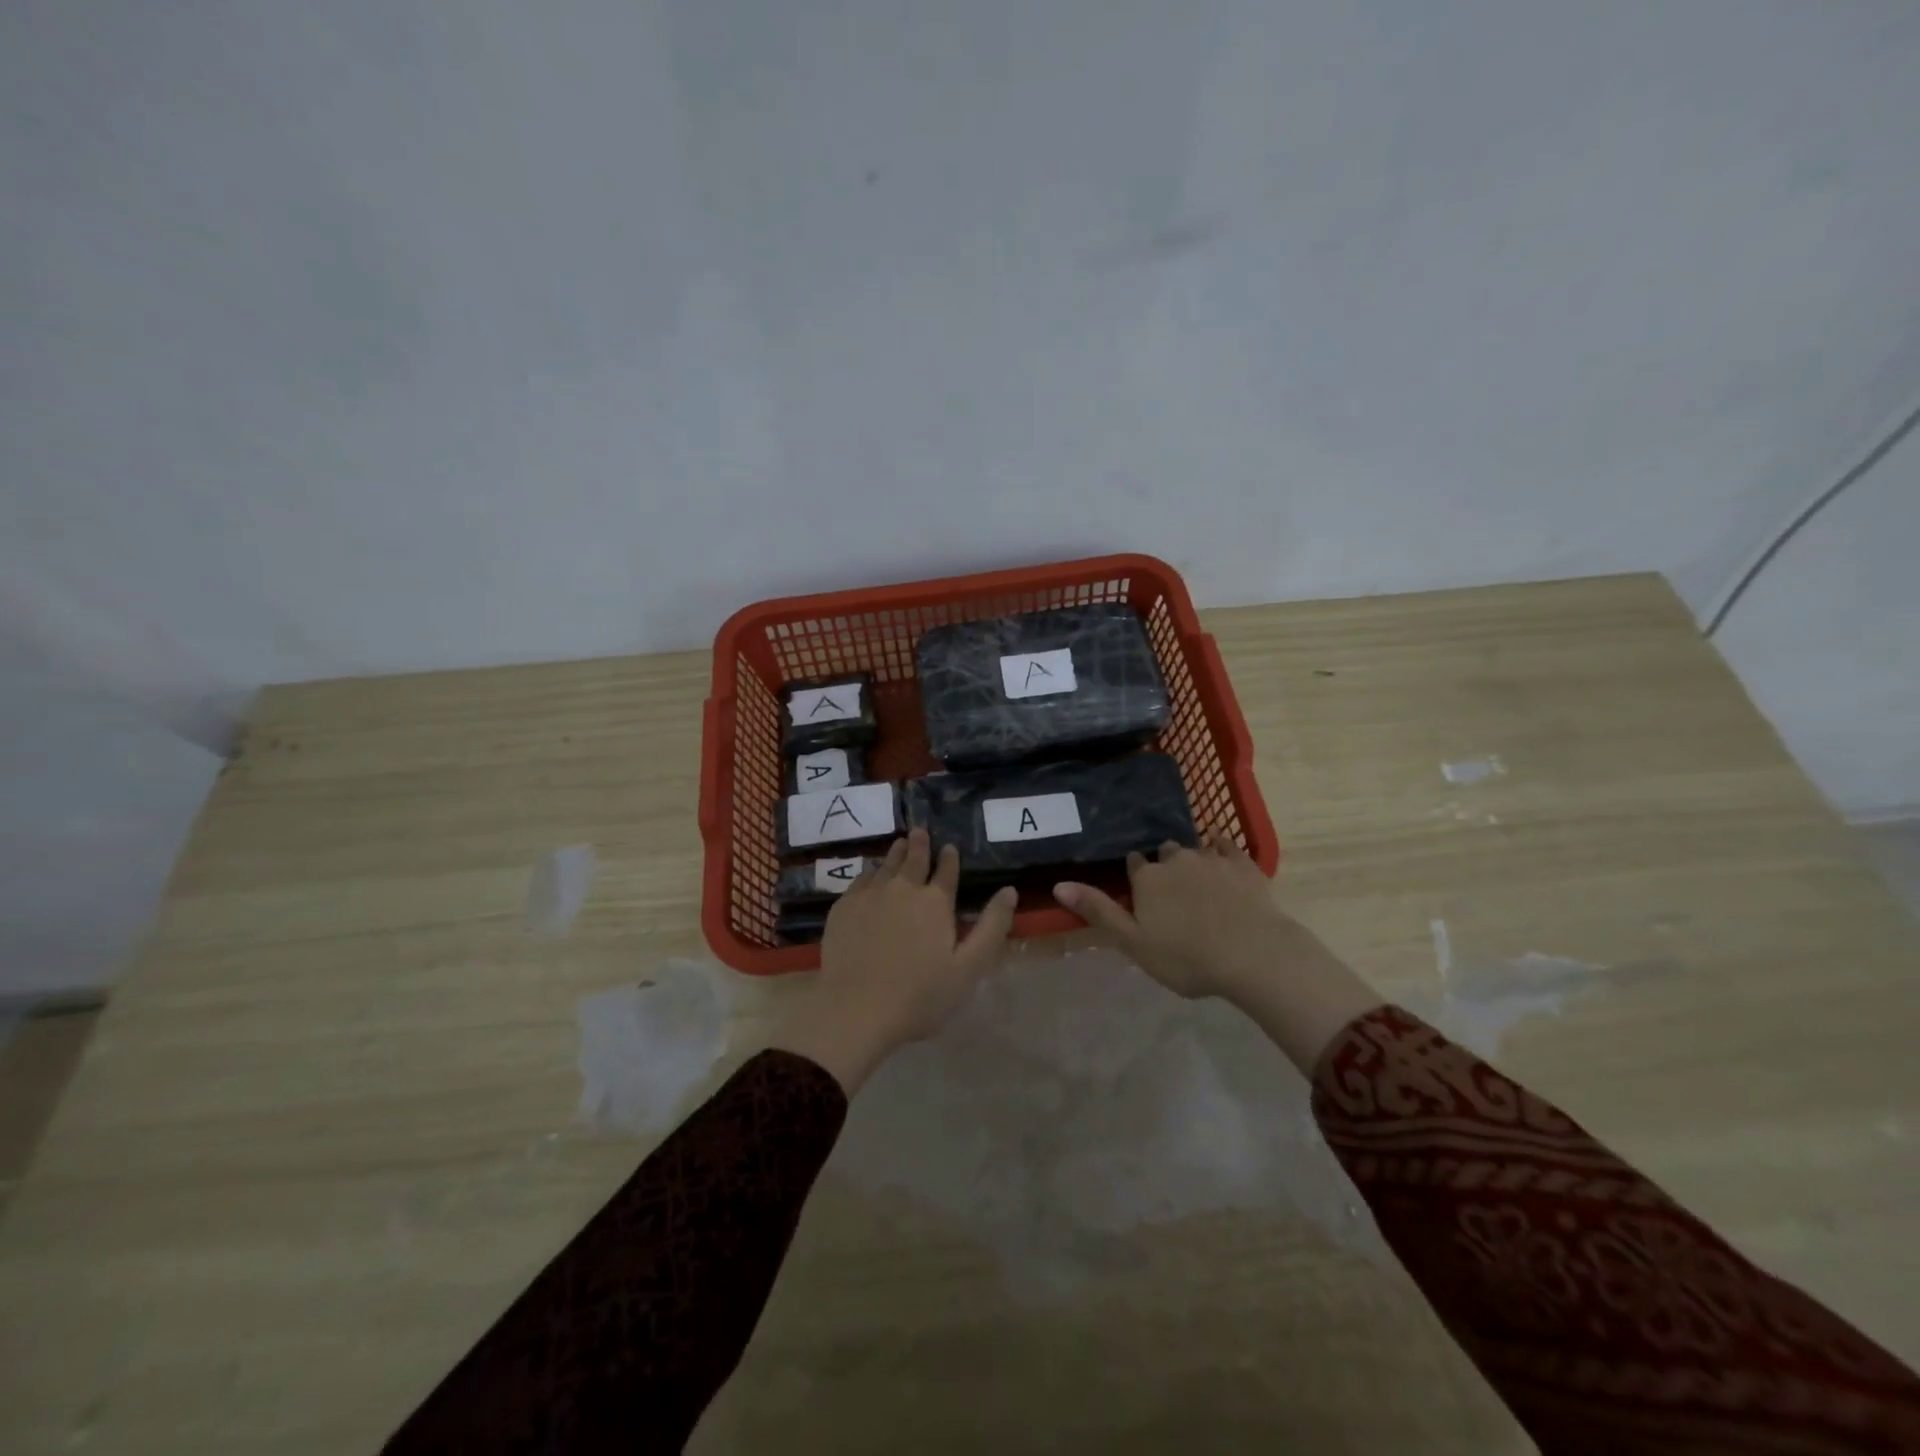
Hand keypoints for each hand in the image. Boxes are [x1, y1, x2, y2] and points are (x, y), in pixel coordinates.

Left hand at [770, 829, 1017, 1093]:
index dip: (949, 858)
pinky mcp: (843, 907)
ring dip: (896, 853)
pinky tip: (870, 875)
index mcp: (935, 901)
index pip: (946, 871)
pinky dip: (870, 872)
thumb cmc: (920, 995)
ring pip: (885, 865)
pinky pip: (860, 880)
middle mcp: (903, 888)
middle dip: (920, 844)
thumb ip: (991, 926)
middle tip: (920, 831)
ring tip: (900, 843)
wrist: (855, 1010)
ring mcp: (870, 895)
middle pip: (913, 859)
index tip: (949, 847)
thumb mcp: (969, 967)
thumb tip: (1009, 890)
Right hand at [1053, 833, 1380, 1074]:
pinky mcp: (1243, 864)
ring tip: (1197, 878)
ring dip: (1191, 859)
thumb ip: (1098, 911)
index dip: (1135, 876)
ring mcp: (1211, 858)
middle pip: (1163, 853)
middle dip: (1163, 865)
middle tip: (1171, 890)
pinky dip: (1221, 846)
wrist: (1253, 955)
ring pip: (1194, 849)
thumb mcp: (1134, 943)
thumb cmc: (1187, 957)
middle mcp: (1175, 859)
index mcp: (1147, 878)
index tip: (1140, 891)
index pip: (1133, 864)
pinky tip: (1221, 851)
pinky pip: (1227, 844)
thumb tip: (1058, 885)